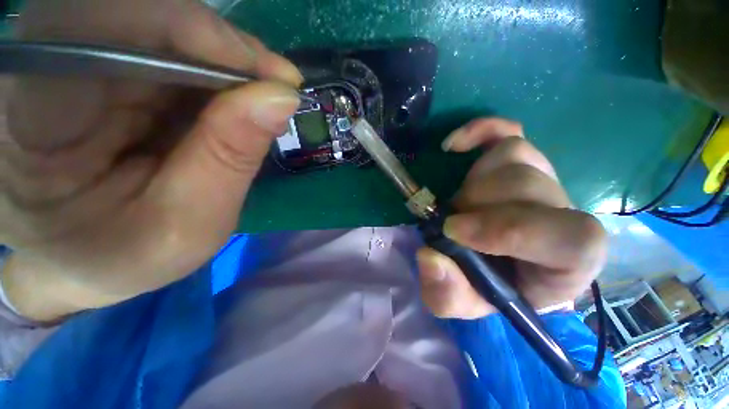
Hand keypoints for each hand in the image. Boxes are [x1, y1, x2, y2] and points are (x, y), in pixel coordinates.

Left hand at [0, 0, 301, 320]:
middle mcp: (43, 72)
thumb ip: (231, 157)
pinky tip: (236, 101)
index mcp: (31, 121)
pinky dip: (214, 71)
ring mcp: (72, 64)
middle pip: (138, 17)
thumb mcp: (190, 223)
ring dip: (224, 63)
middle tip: (279, 87)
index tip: (274, 77)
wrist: (87, 260)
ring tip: (261, 100)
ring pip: (159, 27)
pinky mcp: (101, 70)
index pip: (101, 28)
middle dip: (223, 50)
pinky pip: (166, 47)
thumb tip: (282, 99)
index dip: (196, 35)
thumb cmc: (126, 257)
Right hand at [417, 119, 606, 318]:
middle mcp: (564, 213)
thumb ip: (447, 293)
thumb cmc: (487, 287)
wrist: (496, 264)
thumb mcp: (462, 302)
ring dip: (472, 181)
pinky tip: (454, 146)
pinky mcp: (520, 160)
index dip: (508, 229)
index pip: (572, 237)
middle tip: (450, 221)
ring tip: (458, 204)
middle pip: (526, 185)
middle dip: (475, 203)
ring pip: (515, 155)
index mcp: (566, 261)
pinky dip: (480, 131)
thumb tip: (429, 257)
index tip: (454, 230)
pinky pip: (507, 130)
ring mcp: (543, 179)